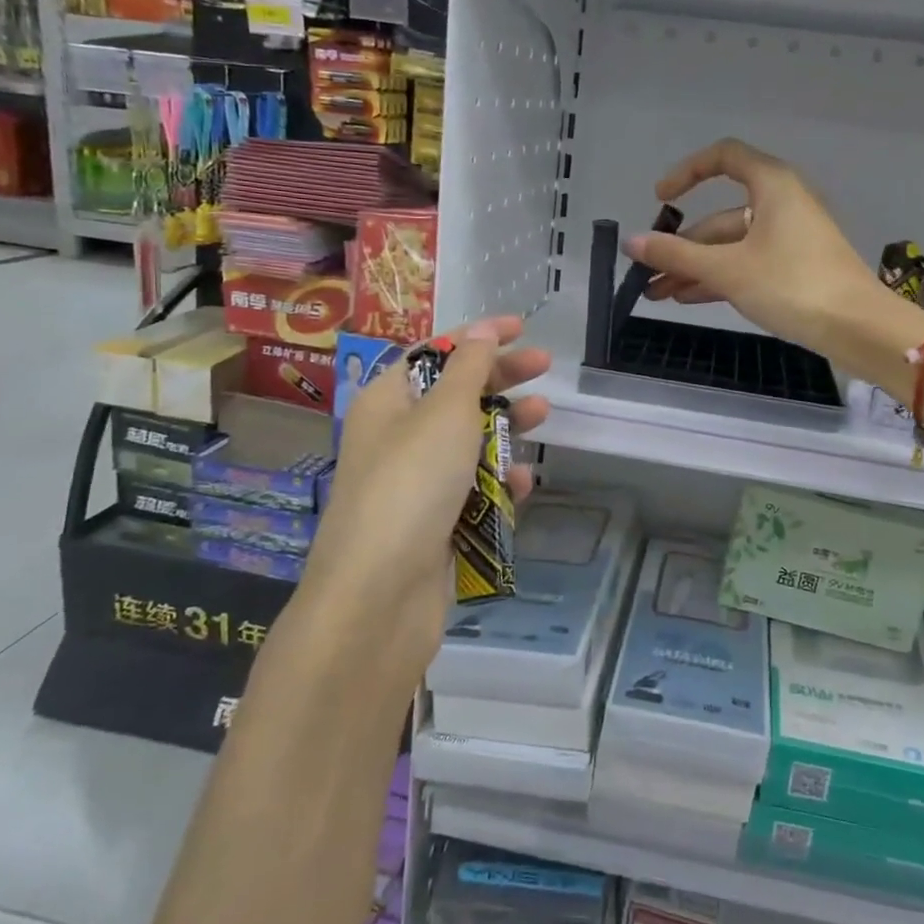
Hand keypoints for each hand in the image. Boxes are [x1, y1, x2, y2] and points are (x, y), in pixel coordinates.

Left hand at [286, 317, 549, 690]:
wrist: (378, 596)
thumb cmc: (410, 485)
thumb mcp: (444, 413)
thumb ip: (469, 369)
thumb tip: (483, 330)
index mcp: (386, 403)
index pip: (433, 354)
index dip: (477, 336)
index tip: (522, 327)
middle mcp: (396, 439)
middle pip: (454, 395)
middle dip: (499, 378)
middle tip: (545, 366)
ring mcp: (414, 485)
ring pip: (467, 443)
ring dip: (504, 427)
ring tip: (542, 416)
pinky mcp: (433, 525)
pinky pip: (473, 491)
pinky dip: (498, 481)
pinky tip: (524, 481)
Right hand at [622, 138, 892, 363]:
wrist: (857, 327)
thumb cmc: (792, 284)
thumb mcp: (728, 269)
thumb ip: (676, 255)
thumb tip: (630, 243)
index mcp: (771, 185)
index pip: (724, 157)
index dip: (687, 172)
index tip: (660, 199)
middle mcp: (781, 204)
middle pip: (720, 216)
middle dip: (681, 246)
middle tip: (646, 273)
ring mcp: (789, 238)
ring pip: (731, 246)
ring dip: (695, 267)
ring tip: (657, 293)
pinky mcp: (795, 267)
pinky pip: (747, 263)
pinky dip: (719, 277)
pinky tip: (688, 298)